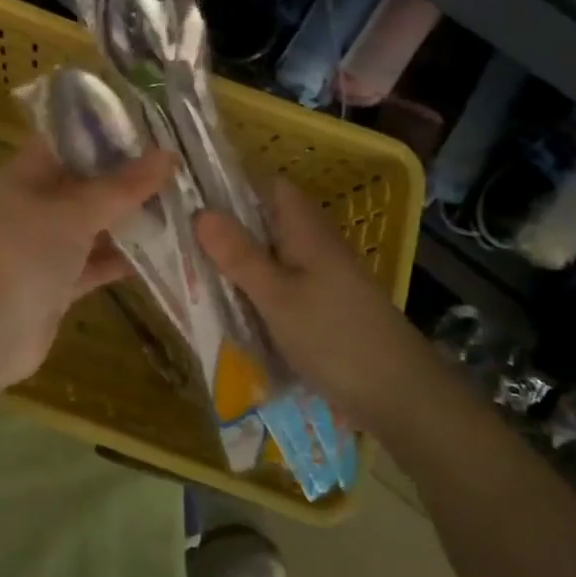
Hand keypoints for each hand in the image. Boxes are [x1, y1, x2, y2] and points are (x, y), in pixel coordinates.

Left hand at [0, 134, 174, 389]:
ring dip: (133, 218)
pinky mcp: (60, 282)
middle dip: (132, 176)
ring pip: (97, 223)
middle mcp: (37, 203)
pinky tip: (167, 252)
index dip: (110, 131)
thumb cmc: (22, 254)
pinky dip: (125, 259)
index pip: (72, 138)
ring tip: (185, 204)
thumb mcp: (74, 212)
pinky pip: (98, 262)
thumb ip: (122, 186)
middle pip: (90, 181)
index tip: (156, 127)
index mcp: (29, 173)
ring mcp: (48, 244)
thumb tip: (168, 155)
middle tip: (183, 166)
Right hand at [195, 178, 431, 433]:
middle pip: (263, 219)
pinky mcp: (321, 303)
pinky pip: (279, 282)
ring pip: (269, 253)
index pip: (266, 184)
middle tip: (175, 235)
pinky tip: (227, 303)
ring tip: (190, 267)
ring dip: (237, 259)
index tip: (187, 191)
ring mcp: (320, 273)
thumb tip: (199, 211)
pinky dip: (254, 287)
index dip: (229, 182)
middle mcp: (313, 241)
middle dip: (224, 226)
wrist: (400, 395)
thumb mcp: (277, 297)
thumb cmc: (335, 337)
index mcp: (305, 227)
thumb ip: (239, 255)